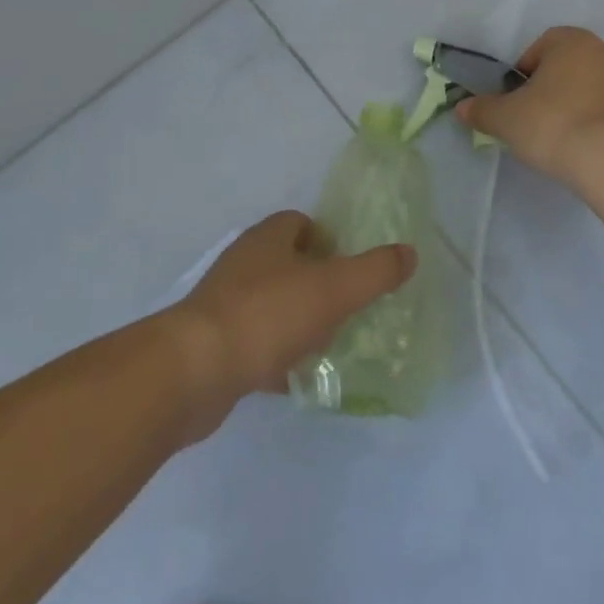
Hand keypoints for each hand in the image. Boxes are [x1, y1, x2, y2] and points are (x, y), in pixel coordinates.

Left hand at [174, 211, 414, 432]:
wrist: (193, 371)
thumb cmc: (268, 315)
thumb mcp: (334, 289)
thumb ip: (375, 271)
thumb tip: (410, 253)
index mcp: (269, 237)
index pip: (303, 224)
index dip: (330, 241)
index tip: (351, 269)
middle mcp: (244, 263)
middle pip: (289, 264)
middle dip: (318, 284)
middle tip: (347, 309)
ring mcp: (224, 304)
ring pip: (273, 305)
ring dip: (298, 322)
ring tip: (328, 346)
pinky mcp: (213, 344)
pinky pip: (254, 344)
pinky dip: (276, 358)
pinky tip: (296, 379)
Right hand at [455, 26, 603, 184]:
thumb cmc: (553, 123)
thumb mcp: (505, 118)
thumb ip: (482, 110)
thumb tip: (462, 108)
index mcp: (570, 40)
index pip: (538, 48)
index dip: (522, 74)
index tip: (515, 100)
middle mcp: (601, 52)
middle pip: (563, 67)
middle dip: (546, 90)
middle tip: (531, 119)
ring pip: (585, 89)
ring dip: (570, 106)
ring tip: (556, 138)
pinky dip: (591, 123)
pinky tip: (580, 148)